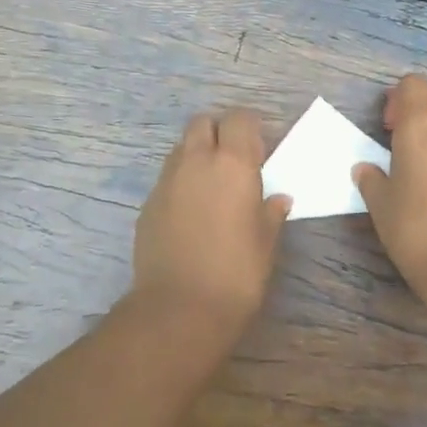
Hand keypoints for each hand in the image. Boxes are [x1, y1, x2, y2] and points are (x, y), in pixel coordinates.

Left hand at [131, 109, 291, 336]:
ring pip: (181, 148)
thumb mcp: (266, 242)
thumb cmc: (236, 273)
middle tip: (233, 160)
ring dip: (197, 154)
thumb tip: (278, 198)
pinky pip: (167, 178)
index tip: (258, 149)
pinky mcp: (148, 202)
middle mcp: (196, 160)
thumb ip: (271, 212)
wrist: (180, 308)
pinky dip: (181, 182)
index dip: (249, 127)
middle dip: (218, 132)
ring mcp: (167, 180)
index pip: (239, 118)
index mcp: (232, 163)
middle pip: (203, 122)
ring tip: (211, 186)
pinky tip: (191, 212)